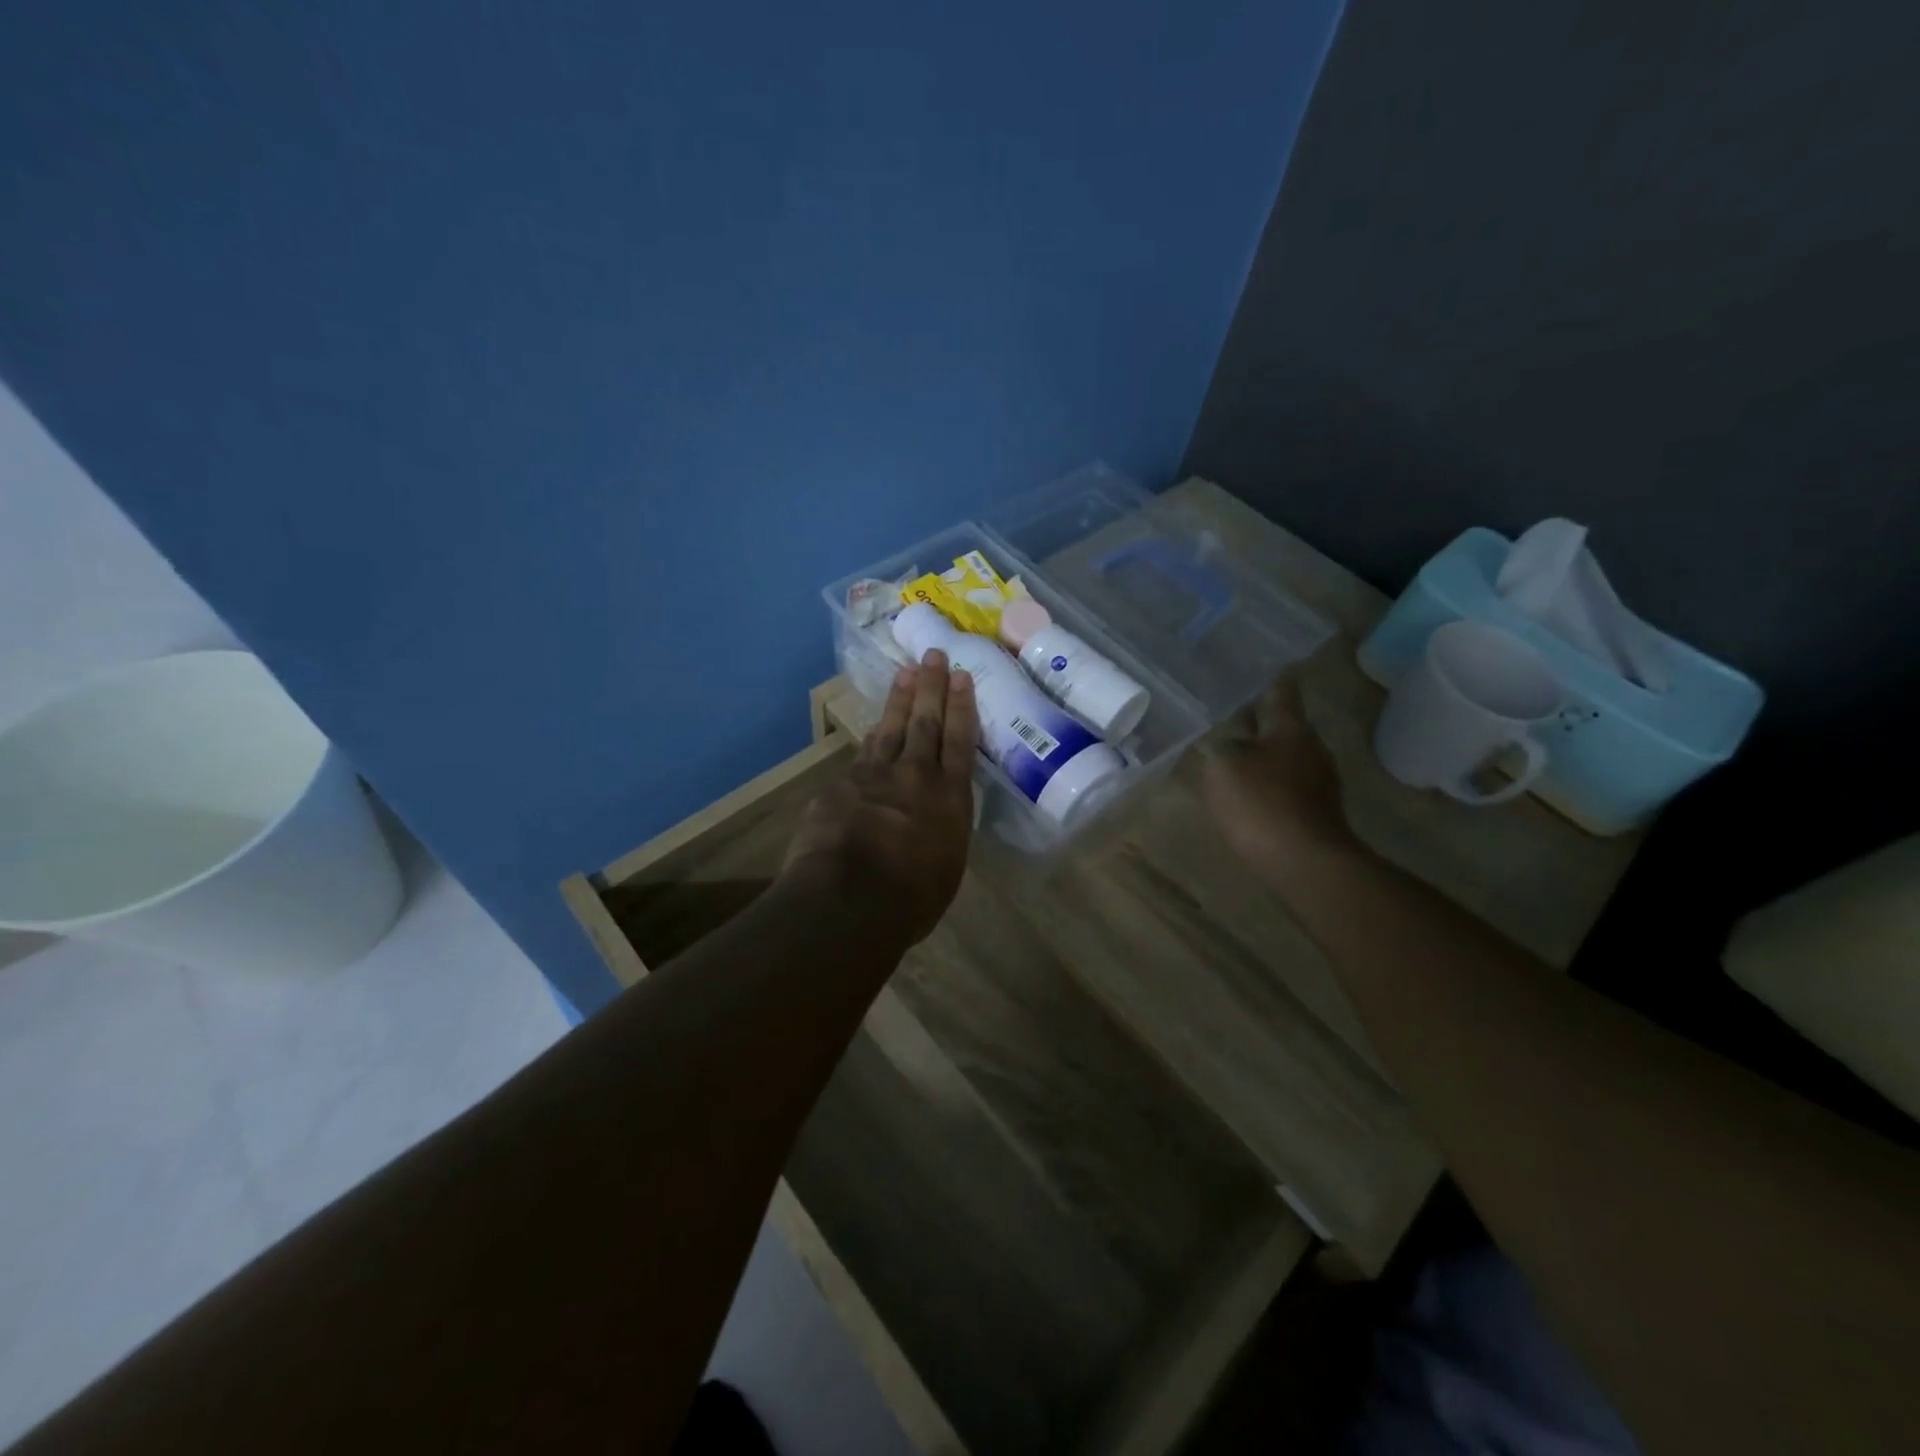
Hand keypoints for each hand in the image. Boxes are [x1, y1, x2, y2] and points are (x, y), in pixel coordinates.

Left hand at [782, 652, 978, 945]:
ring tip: (906, 672)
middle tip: (934, 655)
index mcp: (950, 799)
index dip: (961, 707)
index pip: (960, 742)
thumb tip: (935, 824)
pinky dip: (871, 738)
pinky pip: (861, 755)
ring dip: (900, 699)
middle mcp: (916, 777)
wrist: (849, 899)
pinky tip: (873, 728)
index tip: (961, 677)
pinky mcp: (842, 784)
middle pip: (926, 722)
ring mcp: (875, 776)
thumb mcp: (945, 868)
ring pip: (891, 728)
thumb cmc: (910, 899)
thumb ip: (942, 834)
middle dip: (932, 686)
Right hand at [1200, 662, 1357, 878]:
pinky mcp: (1316, 811)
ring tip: (1236, 756)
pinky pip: (1287, 785)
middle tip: (1235, 715)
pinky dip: (1269, 782)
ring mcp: (1318, 781)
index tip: (1274, 665)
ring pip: (1285, 756)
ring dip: (1264, 754)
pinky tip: (1251, 793)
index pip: (1281, 692)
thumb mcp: (1223, 765)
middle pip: (1284, 726)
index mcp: (1289, 728)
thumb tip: (1228, 743)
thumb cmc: (1260, 803)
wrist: (1304, 862)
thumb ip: (1221, 746)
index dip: (1273, 679)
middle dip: (1261, 722)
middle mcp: (1310, 748)